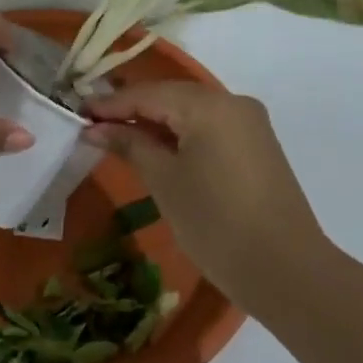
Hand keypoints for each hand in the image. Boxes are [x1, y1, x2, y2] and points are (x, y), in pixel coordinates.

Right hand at [82, 82, 326, 295]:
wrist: (285, 270)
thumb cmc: (215, 223)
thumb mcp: (164, 181)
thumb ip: (130, 145)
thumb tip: (96, 128)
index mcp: (209, 105)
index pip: (148, 93)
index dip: (110, 105)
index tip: (77, 114)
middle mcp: (233, 102)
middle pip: (171, 96)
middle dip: (132, 110)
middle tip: (94, 127)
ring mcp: (250, 124)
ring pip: (191, 111)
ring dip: (156, 123)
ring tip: (119, 139)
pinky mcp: (258, 146)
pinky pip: (210, 128)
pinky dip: (181, 135)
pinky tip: (158, 150)